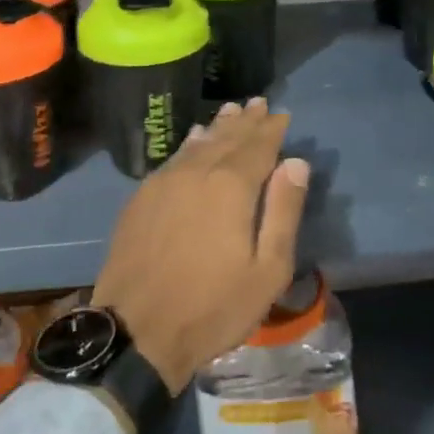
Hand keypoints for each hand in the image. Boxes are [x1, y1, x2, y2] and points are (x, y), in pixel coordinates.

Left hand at [92, 98, 309, 393]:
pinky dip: (189, 144)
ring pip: (197, 144)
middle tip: (259, 103)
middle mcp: (196, 172)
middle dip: (246, 121)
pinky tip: (193, 140)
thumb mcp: (267, 270)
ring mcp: (163, 182)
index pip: (258, 146)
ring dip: (218, 127)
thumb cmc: (213, 306)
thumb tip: (296, 163)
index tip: (282, 115)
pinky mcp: (141, 198)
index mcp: (231, 187)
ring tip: (230, 111)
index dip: (272, 129)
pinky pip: (173, 158)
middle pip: (226, 138)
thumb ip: (283, 211)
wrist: (136, 330)